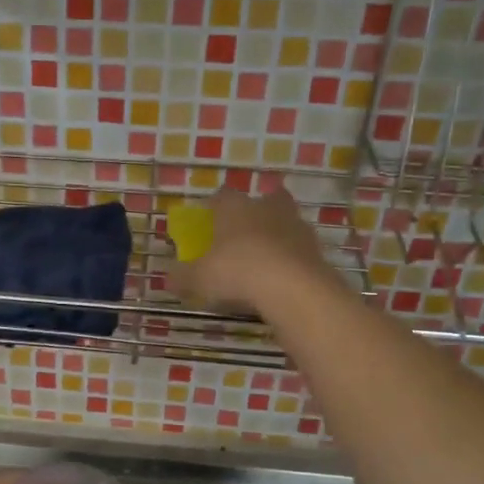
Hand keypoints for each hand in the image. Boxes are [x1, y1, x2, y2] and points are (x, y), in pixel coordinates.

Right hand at [177, 187, 334, 315]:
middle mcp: (266, 208)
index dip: (213, 207)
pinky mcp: (315, 248)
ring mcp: (295, 225)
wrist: (291, 287)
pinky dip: (290, 257)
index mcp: (234, 207)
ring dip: (276, 234)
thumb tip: (167, 278)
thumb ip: (182, 276)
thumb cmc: (236, 271)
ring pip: (285, 221)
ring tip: (264, 259)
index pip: (222, 196)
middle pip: (264, 200)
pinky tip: (281, 277)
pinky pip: (298, 248)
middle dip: (254, 213)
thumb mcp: (198, 278)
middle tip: (243, 234)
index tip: (208, 222)